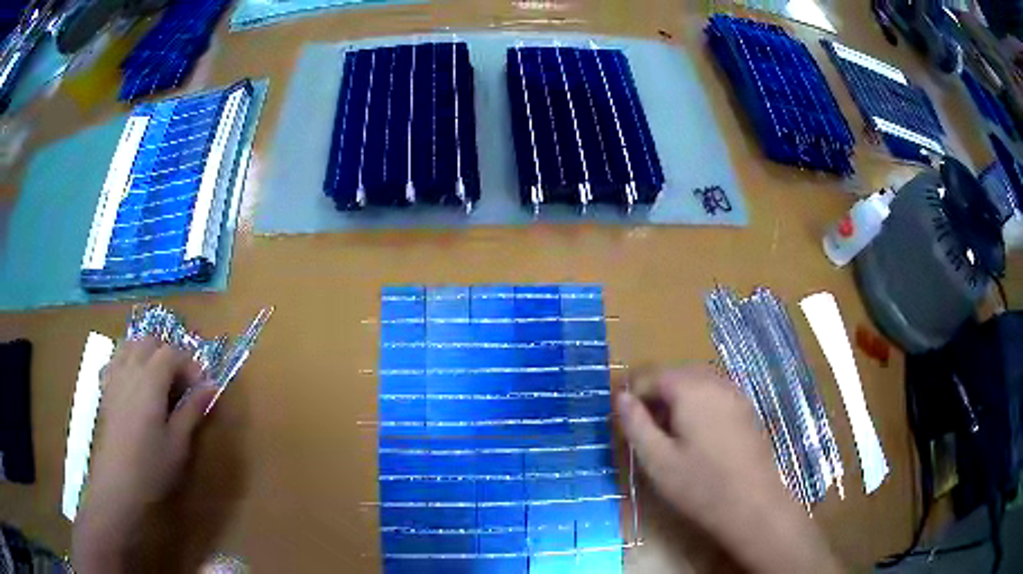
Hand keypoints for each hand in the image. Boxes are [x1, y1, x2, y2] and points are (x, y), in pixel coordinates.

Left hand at [72, 338, 218, 573]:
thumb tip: (211, 386)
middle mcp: (130, 368)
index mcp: (151, 380)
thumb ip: (192, 410)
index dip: (190, 364)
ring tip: (158, 378)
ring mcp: (114, 376)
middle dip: (169, 354)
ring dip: (148, 353)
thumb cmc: (152, 466)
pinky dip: (128, 360)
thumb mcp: (178, 442)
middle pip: (150, 342)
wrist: (117, 483)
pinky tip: (134, 382)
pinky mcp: (106, 388)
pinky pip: (116, 359)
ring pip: (131, 345)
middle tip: (181, 382)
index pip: (172, 353)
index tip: (201, 386)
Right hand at [615, 365, 840, 573]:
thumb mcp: (657, 460)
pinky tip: (696, 434)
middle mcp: (715, 382)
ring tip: (667, 431)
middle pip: (677, 374)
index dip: (632, 393)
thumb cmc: (700, 485)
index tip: (620, 416)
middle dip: (655, 393)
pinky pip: (715, 393)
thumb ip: (636, 424)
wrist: (752, 505)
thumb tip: (620, 397)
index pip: (652, 376)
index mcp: (691, 390)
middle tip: (642, 425)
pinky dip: (698, 403)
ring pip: (698, 382)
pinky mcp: (746, 409)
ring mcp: (735, 394)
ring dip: (677, 398)